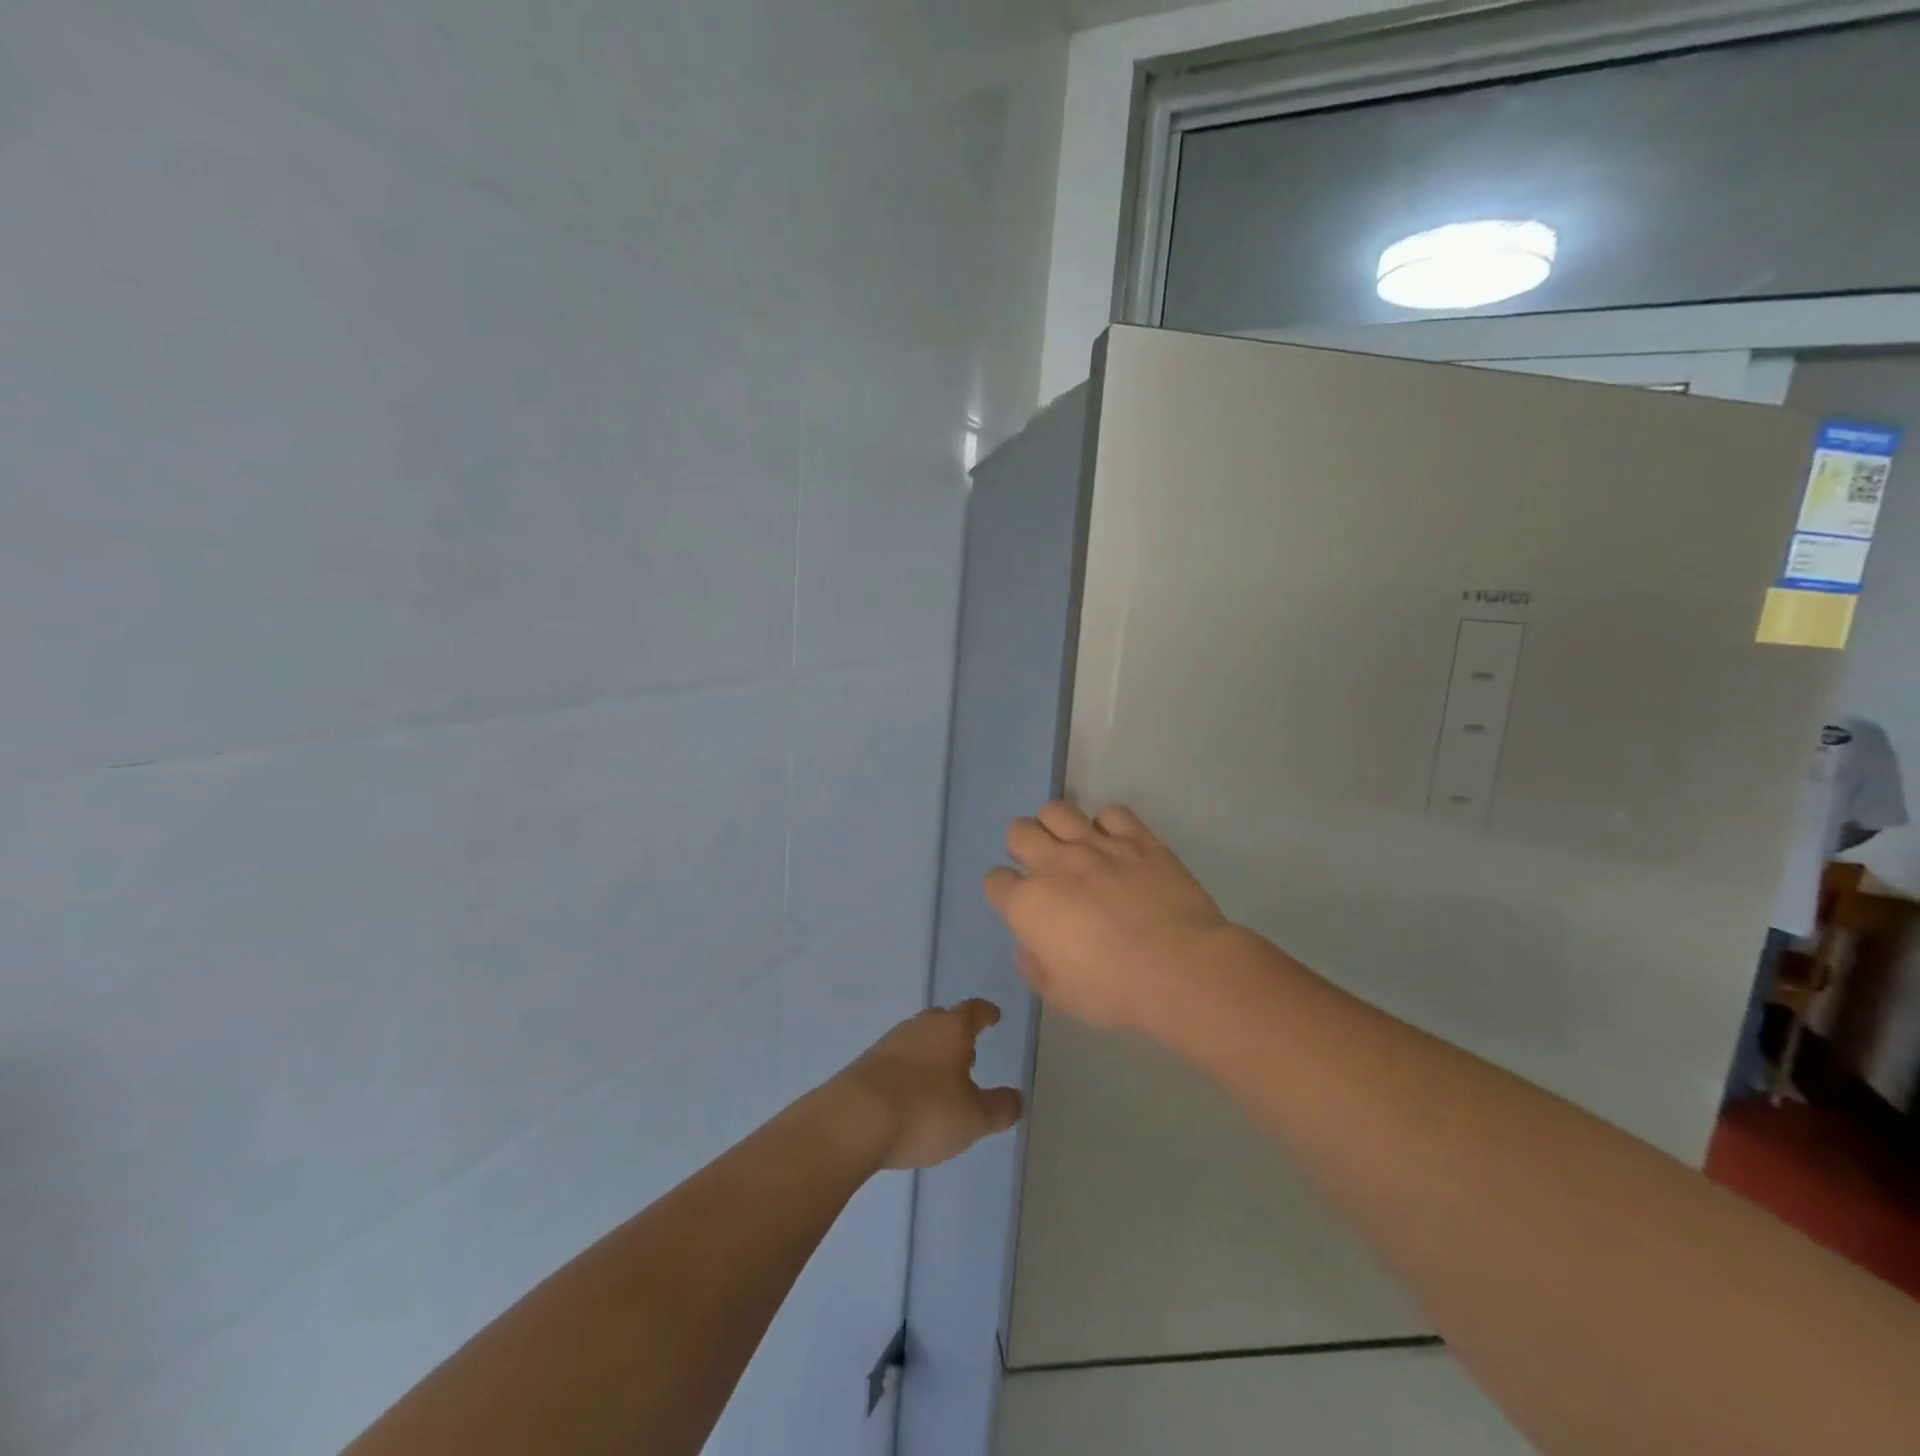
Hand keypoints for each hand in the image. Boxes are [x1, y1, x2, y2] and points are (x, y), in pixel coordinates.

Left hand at [831, 1001, 1024, 1171]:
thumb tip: (1019, 1099)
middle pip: (943, 1020)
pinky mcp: (866, 1063)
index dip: (986, 1013)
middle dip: (956, 1033)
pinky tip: (910, 1093)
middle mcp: (920, 1026)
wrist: (854, 1119)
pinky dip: (908, 1070)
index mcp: (951, 1029)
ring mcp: (889, 1042)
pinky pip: (896, 1059)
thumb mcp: (973, 1118)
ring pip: (917, 1038)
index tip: (993, 1016)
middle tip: (968, 1052)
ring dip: (931, 1052)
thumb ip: (999, 1108)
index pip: (974, 1010)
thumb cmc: (925, 1111)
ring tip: (941, 1077)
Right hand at [984, 802, 1232, 1033]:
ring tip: (1072, 847)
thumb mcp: (1061, 996)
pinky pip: (1111, 813)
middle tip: (1043, 869)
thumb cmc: (1116, 991)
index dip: (1003, 891)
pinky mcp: (1137, 838)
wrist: (1182, 969)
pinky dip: (1108, 825)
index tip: (1018, 904)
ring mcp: (1097, 845)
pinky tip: (1116, 845)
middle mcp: (1056, 864)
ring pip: (1057, 810)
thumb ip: (1035, 967)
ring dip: (1057, 826)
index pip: (995, 880)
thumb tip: (1029, 947)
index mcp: (1029, 904)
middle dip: (1022, 847)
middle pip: (1018, 831)